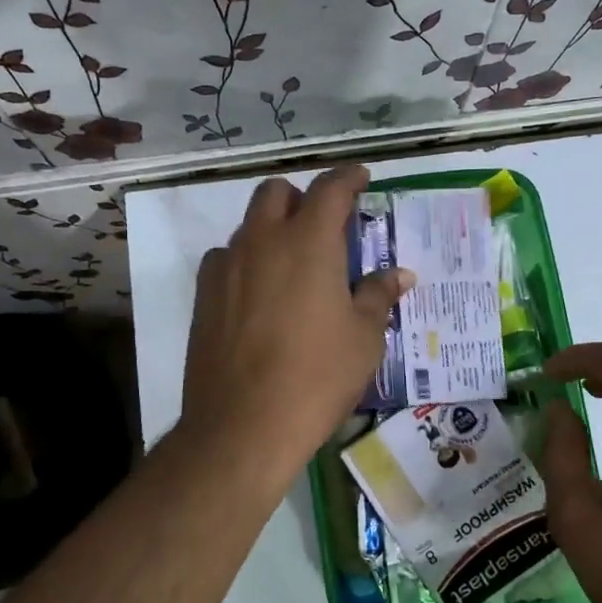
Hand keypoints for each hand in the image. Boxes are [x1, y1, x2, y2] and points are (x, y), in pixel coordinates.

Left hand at [180, 164, 411, 476]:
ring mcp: (226, 267)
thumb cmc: (318, 377)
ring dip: (272, 230)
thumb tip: (398, 274)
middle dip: (302, 198)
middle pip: (277, 192)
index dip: (349, 177)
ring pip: (249, 226)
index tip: (360, 178)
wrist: (244, 425)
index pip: (331, 189)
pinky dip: (246, 262)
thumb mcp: (364, 337)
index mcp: (309, 242)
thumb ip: (378, 295)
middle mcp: (262, 241)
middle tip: (324, 227)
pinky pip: (226, 259)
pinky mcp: (203, 295)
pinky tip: (259, 296)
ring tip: (293, 267)